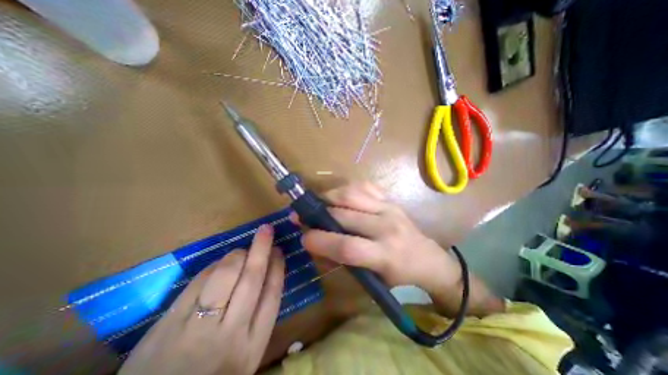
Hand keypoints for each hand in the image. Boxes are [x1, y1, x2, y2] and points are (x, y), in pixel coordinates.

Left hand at [119, 224, 283, 374]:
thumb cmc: (214, 373)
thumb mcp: (245, 355)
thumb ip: (257, 318)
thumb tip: (266, 275)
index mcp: (253, 344)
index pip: (272, 294)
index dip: (277, 267)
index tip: (279, 251)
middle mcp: (230, 334)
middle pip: (251, 279)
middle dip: (261, 249)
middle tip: (267, 230)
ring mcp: (198, 329)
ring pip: (225, 277)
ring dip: (237, 255)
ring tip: (242, 250)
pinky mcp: (168, 325)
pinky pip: (198, 283)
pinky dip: (212, 267)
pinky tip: (218, 263)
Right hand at [295, 183, 459, 296]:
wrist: (428, 258)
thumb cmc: (398, 276)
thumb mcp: (371, 280)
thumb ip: (341, 262)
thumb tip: (315, 244)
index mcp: (385, 256)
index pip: (347, 246)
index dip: (320, 241)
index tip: (303, 238)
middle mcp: (387, 227)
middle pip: (345, 215)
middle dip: (317, 215)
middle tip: (302, 216)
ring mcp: (389, 208)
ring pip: (351, 194)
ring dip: (329, 197)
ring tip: (319, 204)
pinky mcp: (390, 199)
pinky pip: (363, 186)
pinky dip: (346, 189)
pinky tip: (339, 197)